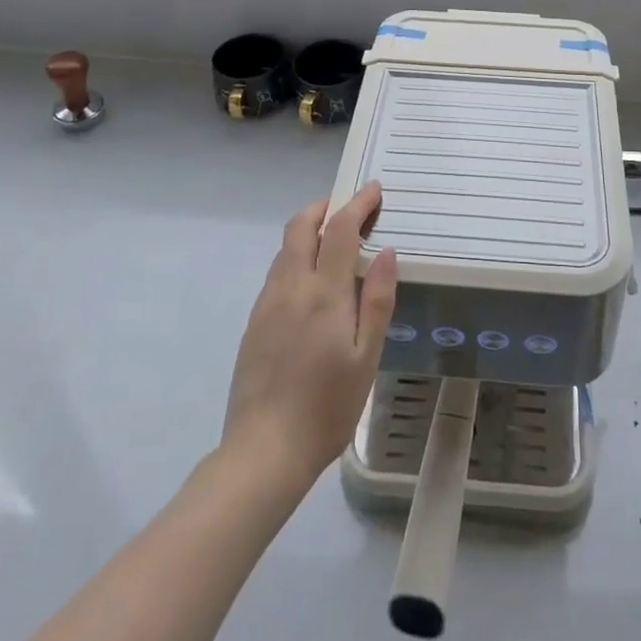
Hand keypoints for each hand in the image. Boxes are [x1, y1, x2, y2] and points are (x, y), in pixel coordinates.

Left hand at [222, 182, 398, 491]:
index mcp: (324, 293)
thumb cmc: (327, 407)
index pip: (340, 229)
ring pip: (286, 248)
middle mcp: (291, 286)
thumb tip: (386, 251)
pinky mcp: (255, 321)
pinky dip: (296, 257)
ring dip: (309, 230)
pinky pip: (277, 272)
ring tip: (334, 241)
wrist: (263, 451)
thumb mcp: (366, 357)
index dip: (358, 203)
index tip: (374, 189)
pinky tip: (311, 282)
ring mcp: (267, 302)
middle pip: (301, 226)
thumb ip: (378, 300)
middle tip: (350, 208)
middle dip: (325, 207)